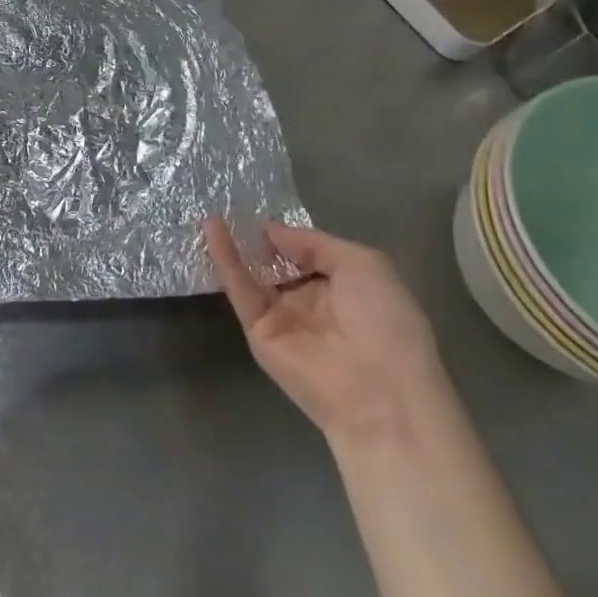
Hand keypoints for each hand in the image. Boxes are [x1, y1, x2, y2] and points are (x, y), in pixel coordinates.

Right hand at [204, 219, 448, 448]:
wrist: (380, 394)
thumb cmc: (385, 322)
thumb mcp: (362, 264)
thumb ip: (313, 242)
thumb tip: (270, 230)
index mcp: (343, 287)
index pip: (306, 252)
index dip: (287, 231)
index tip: (262, 205)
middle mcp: (310, 301)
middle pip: (275, 262)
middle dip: (255, 236)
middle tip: (229, 202)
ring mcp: (281, 317)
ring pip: (252, 274)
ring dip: (234, 242)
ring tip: (212, 207)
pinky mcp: (257, 332)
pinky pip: (240, 290)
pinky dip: (225, 258)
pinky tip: (212, 228)